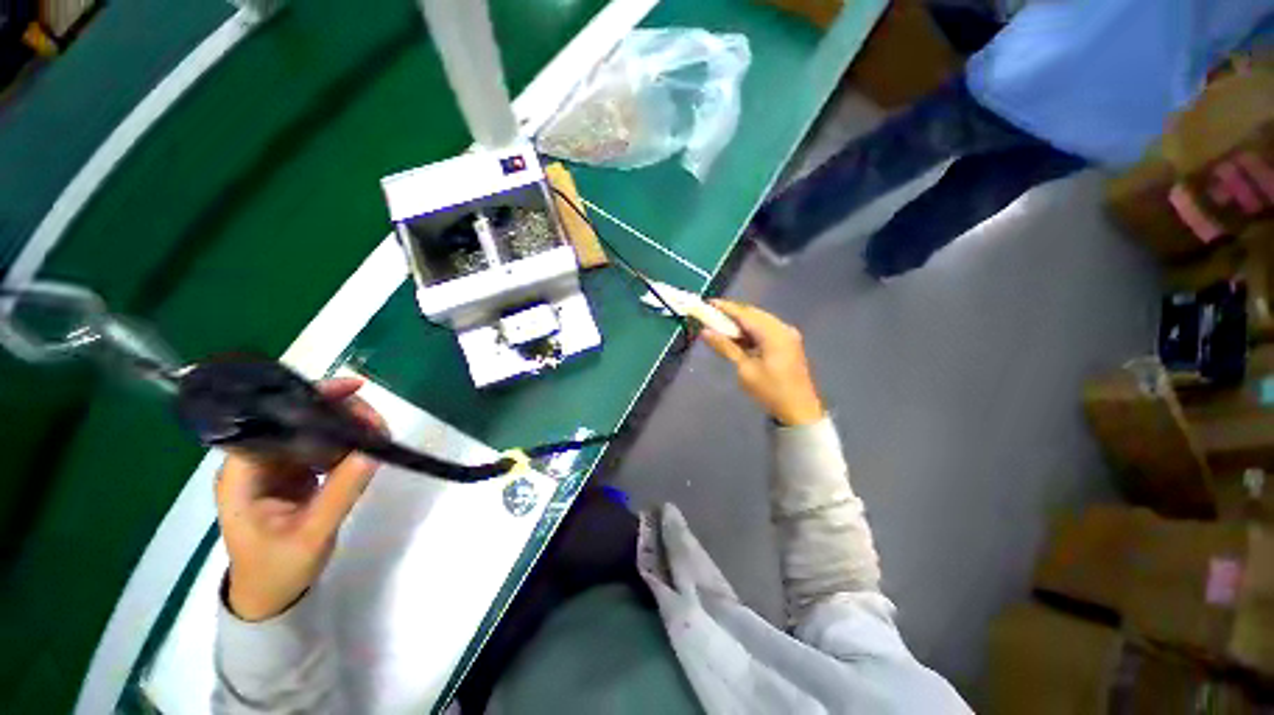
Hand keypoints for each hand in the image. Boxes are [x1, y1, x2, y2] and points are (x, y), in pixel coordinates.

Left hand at [214, 378, 385, 621]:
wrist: (270, 597)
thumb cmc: (278, 570)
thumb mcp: (311, 535)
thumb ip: (340, 493)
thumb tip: (373, 451)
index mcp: (243, 475)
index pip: (270, 422)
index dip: (307, 400)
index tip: (350, 390)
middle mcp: (255, 463)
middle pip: (295, 420)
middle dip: (337, 412)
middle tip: (376, 420)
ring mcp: (275, 468)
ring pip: (311, 431)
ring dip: (345, 426)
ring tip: (378, 431)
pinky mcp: (293, 474)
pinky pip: (321, 448)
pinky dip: (345, 443)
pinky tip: (365, 446)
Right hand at [699, 300, 825, 426]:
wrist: (799, 411)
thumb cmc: (770, 391)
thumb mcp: (745, 370)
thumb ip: (726, 347)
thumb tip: (705, 332)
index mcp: (774, 333)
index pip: (745, 314)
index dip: (726, 308)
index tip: (708, 303)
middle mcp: (783, 328)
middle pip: (753, 314)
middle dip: (732, 314)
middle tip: (711, 315)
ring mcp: (788, 335)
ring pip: (759, 321)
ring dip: (741, 323)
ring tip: (721, 325)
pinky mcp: (788, 343)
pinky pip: (766, 330)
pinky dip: (750, 331)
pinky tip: (738, 336)